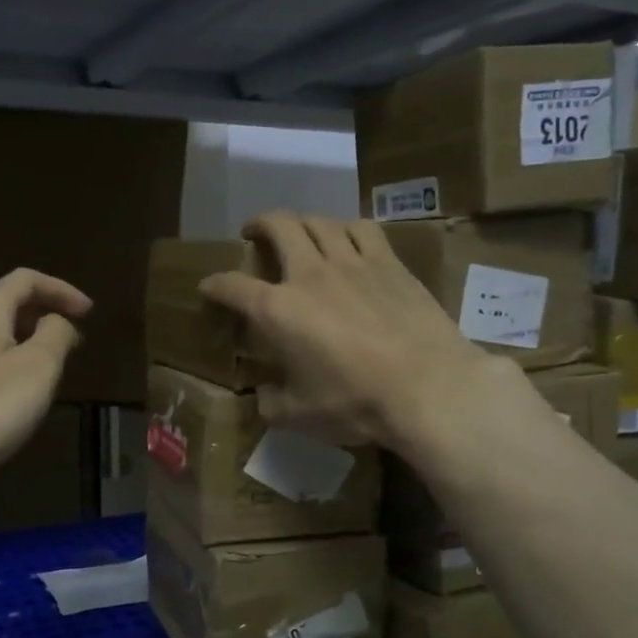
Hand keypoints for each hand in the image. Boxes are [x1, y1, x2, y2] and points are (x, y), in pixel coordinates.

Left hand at [0, 268, 91, 492]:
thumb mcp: (38, 368)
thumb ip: (55, 335)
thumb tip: (57, 321)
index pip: (26, 280)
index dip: (61, 290)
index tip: (88, 312)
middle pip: (3, 304)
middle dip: (40, 317)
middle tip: (69, 341)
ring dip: (18, 343)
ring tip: (41, 370)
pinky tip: (4, 396)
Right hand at [199, 212, 510, 451]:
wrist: (429, 387)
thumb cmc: (356, 403)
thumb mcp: (300, 416)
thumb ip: (272, 403)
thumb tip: (263, 396)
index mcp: (277, 311)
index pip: (232, 286)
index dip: (214, 284)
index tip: (209, 287)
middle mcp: (309, 275)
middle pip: (278, 226)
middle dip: (258, 224)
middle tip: (253, 233)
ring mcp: (353, 263)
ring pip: (320, 221)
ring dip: (302, 222)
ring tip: (299, 232)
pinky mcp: (390, 263)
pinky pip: (362, 229)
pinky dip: (346, 228)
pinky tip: (348, 238)